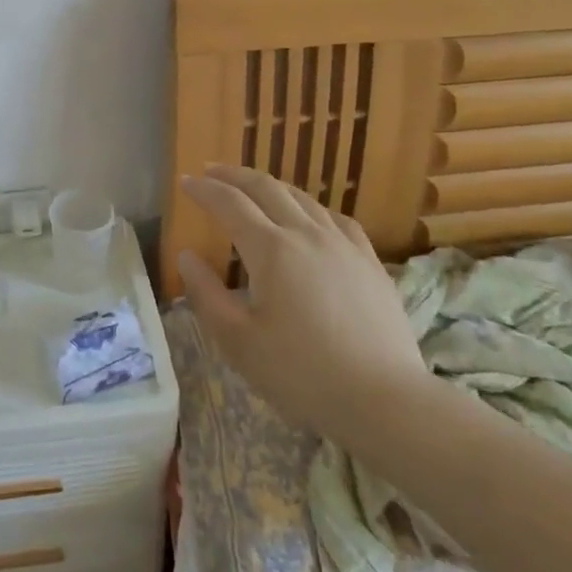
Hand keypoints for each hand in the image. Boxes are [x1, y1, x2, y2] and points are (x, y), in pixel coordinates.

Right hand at [178, 164, 429, 438]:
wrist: (386, 400)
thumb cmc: (303, 374)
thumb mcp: (239, 342)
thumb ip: (206, 294)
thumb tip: (186, 256)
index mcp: (271, 249)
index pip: (229, 204)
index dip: (204, 190)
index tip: (184, 182)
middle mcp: (306, 233)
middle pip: (266, 188)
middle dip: (234, 176)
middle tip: (211, 171)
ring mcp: (343, 244)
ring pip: (302, 198)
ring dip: (270, 186)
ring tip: (253, 189)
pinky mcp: (370, 261)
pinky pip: (335, 218)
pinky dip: (310, 207)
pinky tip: (310, 217)